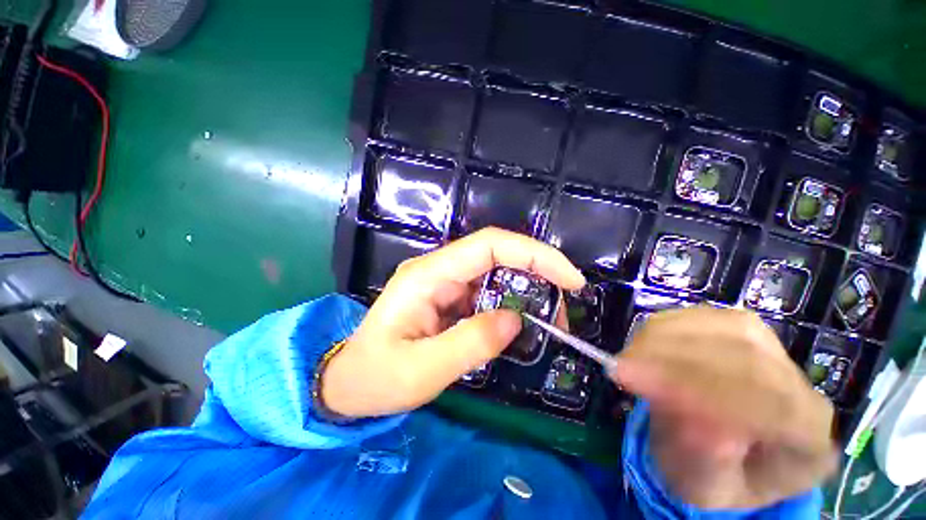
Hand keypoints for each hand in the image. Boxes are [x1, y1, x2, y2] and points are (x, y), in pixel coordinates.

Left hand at [322, 227, 584, 417]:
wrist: (349, 382)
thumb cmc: (377, 377)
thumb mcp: (422, 371)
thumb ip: (471, 344)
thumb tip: (515, 320)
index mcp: (428, 275)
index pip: (489, 245)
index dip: (534, 254)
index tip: (570, 279)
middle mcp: (438, 268)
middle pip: (496, 253)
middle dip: (537, 272)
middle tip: (563, 306)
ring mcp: (443, 281)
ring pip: (495, 271)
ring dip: (526, 290)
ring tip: (548, 320)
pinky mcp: (448, 295)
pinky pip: (486, 290)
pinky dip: (510, 303)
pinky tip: (519, 323)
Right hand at [615, 307, 837, 508]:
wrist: (729, 450)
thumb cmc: (718, 478)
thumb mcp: (707, 489)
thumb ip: (708, 463)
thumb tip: (700, 425)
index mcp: (808, 440)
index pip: (775, 407)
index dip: (705, 390)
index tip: (638, 383)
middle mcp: (802, 386)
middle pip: (748, 358)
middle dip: (675, 360)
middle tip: (621, 368)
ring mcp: (775, 349)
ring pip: (724, 327)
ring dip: (665, 340)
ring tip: (628, 360)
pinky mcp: (740, 327)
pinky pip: (703, 316)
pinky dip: (664, 328)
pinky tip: (642, 345)